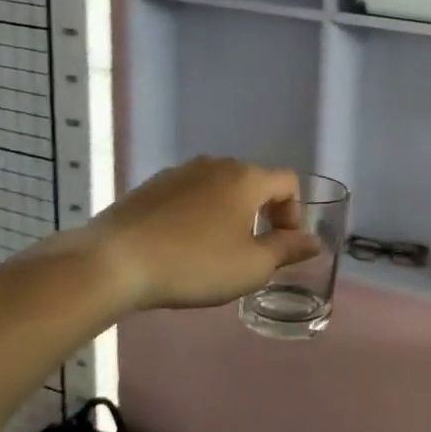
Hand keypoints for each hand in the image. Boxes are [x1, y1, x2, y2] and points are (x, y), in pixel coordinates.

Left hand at [27, 157, 319, 311]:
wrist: (115, 261)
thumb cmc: (194, 264)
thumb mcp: (251, 266)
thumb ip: (288, 250)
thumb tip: (315, 241)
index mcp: (246, 178)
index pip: (287, 182)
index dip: (294, 213)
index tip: (281, 246)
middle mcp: (215, 165)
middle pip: (253, 182)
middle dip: (261, 214)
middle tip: (252, 251)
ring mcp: (180, 172)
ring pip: (219, 188)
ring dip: (229, 213)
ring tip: (215, 250)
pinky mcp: (151, 186)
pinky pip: (189, 195)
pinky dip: (197, 214)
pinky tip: (181, 245)